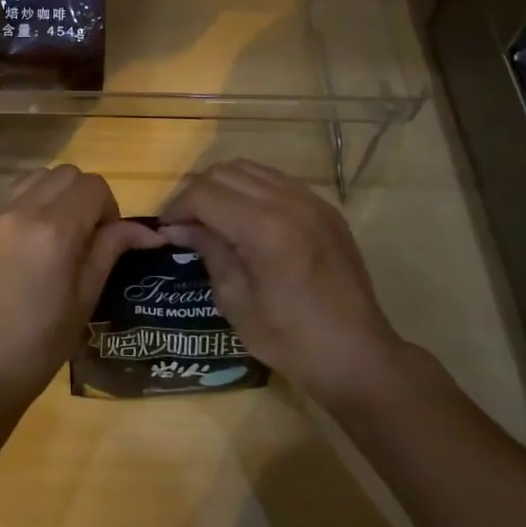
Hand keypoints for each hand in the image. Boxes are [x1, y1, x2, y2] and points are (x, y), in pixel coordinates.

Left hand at [0, 165, 163, 409]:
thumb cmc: (40, 344)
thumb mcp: (85, 298)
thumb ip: (111, 250)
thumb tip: (146, 231)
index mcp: (54, 229)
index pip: (93, 186)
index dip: (109, 208)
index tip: (106, 240)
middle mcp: (19, 211)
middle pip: (64, 174)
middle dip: (83, 196)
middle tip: (84, 236)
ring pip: (32, 179)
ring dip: (52, 196)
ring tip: (53, 238)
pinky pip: (5, 203)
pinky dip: (23, 213)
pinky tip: (20, 254)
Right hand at [160, 159, 405, 404]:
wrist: (359, 357)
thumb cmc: (291, 340)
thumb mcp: (236, 301)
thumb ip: (209, 251)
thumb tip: (178, 228)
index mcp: (263, 228)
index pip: (204, 194)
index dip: (178, 208)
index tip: (166, 230)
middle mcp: (287, 201)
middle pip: (224, 173)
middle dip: (196, 194)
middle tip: (185, 224)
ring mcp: (310, 201)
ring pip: (250, 169)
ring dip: (223, 187)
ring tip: (212, 218)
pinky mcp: (324, 208)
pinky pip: (276, 181)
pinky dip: (251, 189)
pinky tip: (245, 218)